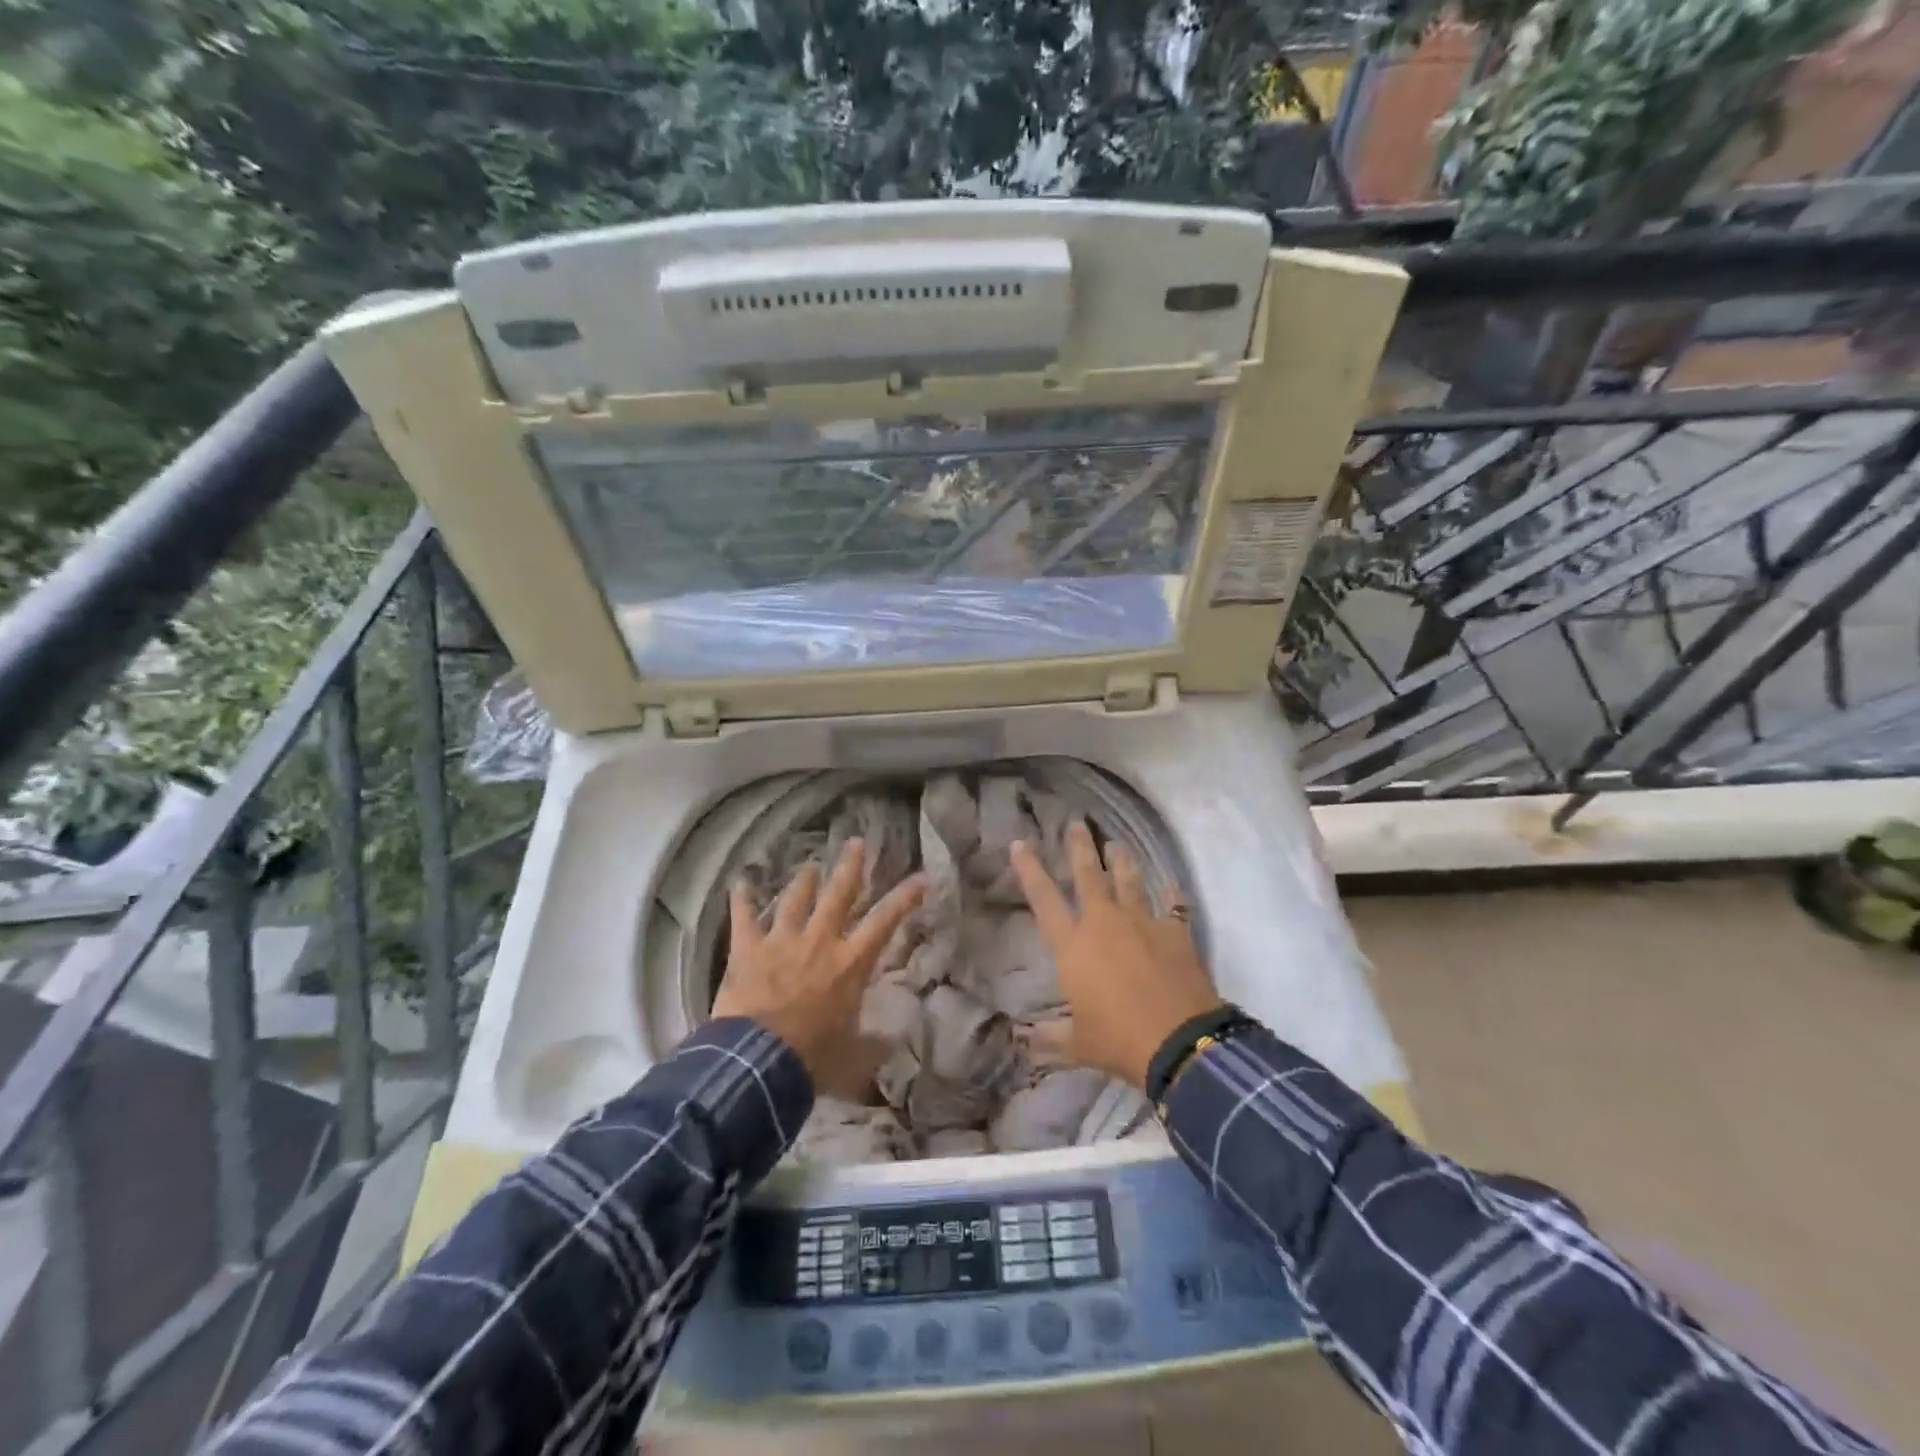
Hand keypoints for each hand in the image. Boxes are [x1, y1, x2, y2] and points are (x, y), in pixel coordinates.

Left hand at [712, 839, 924, 1096]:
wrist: (758, 1062)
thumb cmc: (812, 1057)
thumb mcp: (854, 1056)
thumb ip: (874, 1042)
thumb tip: (894, 1038)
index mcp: (850, 962)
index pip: (885, 921)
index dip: (905, 897)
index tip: (920, 877)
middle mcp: (820, 941)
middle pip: (839, 894)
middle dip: (850, 866)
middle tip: (856, 842)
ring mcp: (782, 941)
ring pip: (796, 899)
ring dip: (803, 880)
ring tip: (809, 865)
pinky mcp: (748, 949)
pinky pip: (744, 917)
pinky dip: (742, 899)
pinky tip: (740, 881)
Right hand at [1010, 821, 1220, 1088]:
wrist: (1180, 1042)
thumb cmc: (1118, 1040)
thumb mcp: (1078, 1043)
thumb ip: (1050, 1036)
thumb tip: (1023, 1042)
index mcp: (1073, 945)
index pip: (1044, 898)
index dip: (1029, 869)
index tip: (1019, 842)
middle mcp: (1104, 923)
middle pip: (1089, 874)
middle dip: (1080, 846)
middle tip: (1076, 823)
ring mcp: (1142, 922)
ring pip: (1129, 880)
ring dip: (1122, 860)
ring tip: (1117, 844)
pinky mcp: (1175, 932)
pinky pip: (1172, 905)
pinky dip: (1170, 894)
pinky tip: (1170, 884)